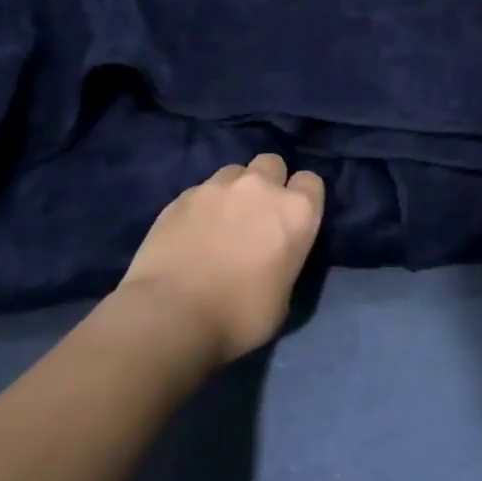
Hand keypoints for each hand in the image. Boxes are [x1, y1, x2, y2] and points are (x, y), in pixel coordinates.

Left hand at [120, 153, 324, 364]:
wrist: (170, 317)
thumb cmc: (238, 317)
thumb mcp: (283, 297)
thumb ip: (285, 260)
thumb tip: (274, 256)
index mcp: (296, 211)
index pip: (311, 182)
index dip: (302, 198)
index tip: (292, 219)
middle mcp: (261, 187)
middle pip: (272, 163)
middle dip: (268, 182)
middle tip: (257, 214)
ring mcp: (218, 187)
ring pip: (234, 172)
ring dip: (234, 190)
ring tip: (221, 220)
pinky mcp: (182, 196)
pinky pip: (201, 190)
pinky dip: (202, 206)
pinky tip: (191, 232)